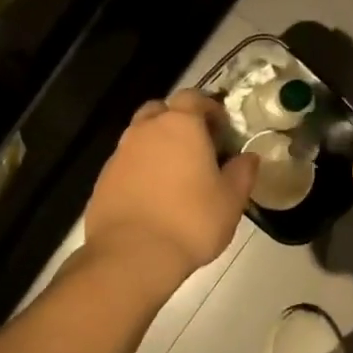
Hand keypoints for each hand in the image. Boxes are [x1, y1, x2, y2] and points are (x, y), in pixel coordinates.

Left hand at [86, 90, 256, 283]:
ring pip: (141, 136)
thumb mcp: (230, 200)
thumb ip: (242, 173)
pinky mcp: (103, 178)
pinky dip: (141, 169)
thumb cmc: (190, 222)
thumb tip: (249, 157)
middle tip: (197, 147)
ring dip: (158, 145)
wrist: (131, 255)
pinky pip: (127, 162)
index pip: (193, 97)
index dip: (209, 109)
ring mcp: (120, 153)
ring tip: (175, 174)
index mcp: (180, 125)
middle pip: (161, 110)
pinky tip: (153, 195)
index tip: (222, 129)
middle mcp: (145, 130)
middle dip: (178, 121)